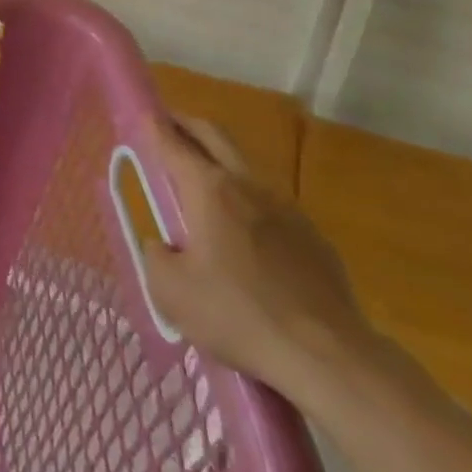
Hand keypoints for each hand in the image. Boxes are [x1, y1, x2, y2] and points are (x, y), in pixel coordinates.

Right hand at [140, 115, 379, 406]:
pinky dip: (248, 204)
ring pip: (245, 169)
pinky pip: (270, 207)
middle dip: (187, 125)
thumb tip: (164, 245)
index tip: (142, 114)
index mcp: (209, 190)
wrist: (330, 357)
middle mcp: (248, 186)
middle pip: (215, 136)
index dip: (153, 126)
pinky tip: (244, 239)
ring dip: (219, 164)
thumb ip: (156, 255)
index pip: (173, 143)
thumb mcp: (170, 291)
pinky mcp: (314, 238)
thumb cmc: (238, 315)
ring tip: (201, 187)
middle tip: (168, 127)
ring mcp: (287, 210)